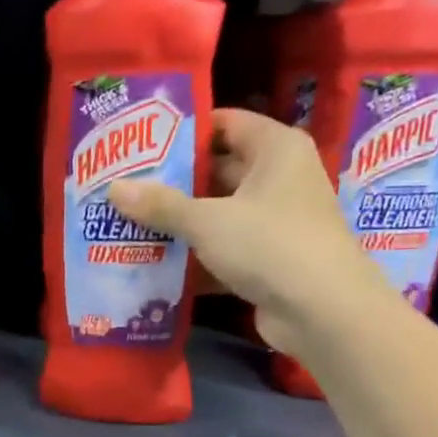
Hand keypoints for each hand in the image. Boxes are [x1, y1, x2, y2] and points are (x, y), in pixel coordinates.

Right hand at [109, 108, 390, 354]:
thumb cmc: (270, 244)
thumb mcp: (207, 220)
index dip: (184, 131)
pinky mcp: (267, 259)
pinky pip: (222, 248)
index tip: (141, 141)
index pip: (225, 123)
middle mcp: (279, 179)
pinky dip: (193, 255)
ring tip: (127, 220)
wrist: (324, 312)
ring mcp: (275, 221)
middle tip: (125, 184)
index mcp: (276, 150)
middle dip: (172, 180)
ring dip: (178, 221)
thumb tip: (113, 188)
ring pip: (217, 212)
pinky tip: (153, 261)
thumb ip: (160, 204)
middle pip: (217, 170)